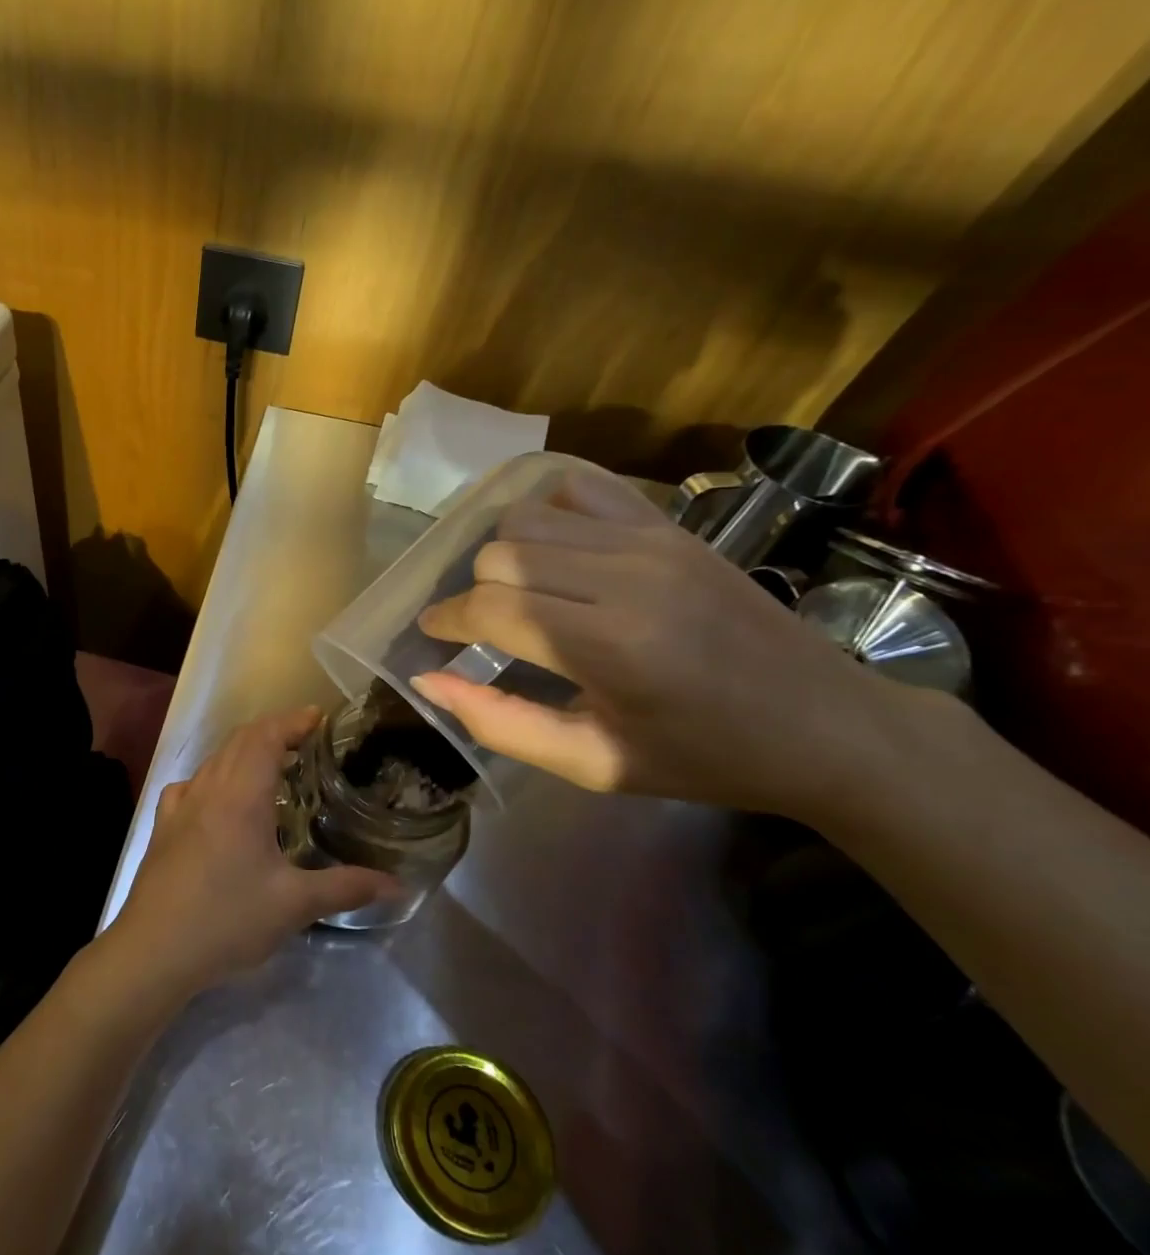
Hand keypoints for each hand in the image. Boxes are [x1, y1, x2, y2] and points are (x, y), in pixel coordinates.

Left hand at [104, 707, 394, 1001]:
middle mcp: (209, 788)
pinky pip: (192, 783)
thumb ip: (346, 888)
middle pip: (240, 740)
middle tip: (305, 741)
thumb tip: (397, 885)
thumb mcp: (294, 905)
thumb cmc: (228, 919)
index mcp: (241, 794)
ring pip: (215, 759)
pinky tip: (221, 800)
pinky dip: (215, 776)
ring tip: (273, 767)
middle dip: (273, 731)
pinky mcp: (163, 825)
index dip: (293, 720)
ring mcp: (180, 805)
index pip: (266, 736)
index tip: (319, 717)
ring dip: (244, 751)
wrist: (153, 949)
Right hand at [410, 466, 909, 817]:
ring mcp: (650, 540)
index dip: (446, 621)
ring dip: (503, 555)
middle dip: (473, 593)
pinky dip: (547, 513)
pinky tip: (554, 550)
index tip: (434, 637)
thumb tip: (427, 681)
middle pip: (499, 555)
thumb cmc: (703, 757)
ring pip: (526, 518)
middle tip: (483, 628)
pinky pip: (577, 490)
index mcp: (609, 647)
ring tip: (517, 592)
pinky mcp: (669, 524)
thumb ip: (500, 723)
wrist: (828, 724)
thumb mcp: (594, 764)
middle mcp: (625, 577)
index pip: (488, 608)